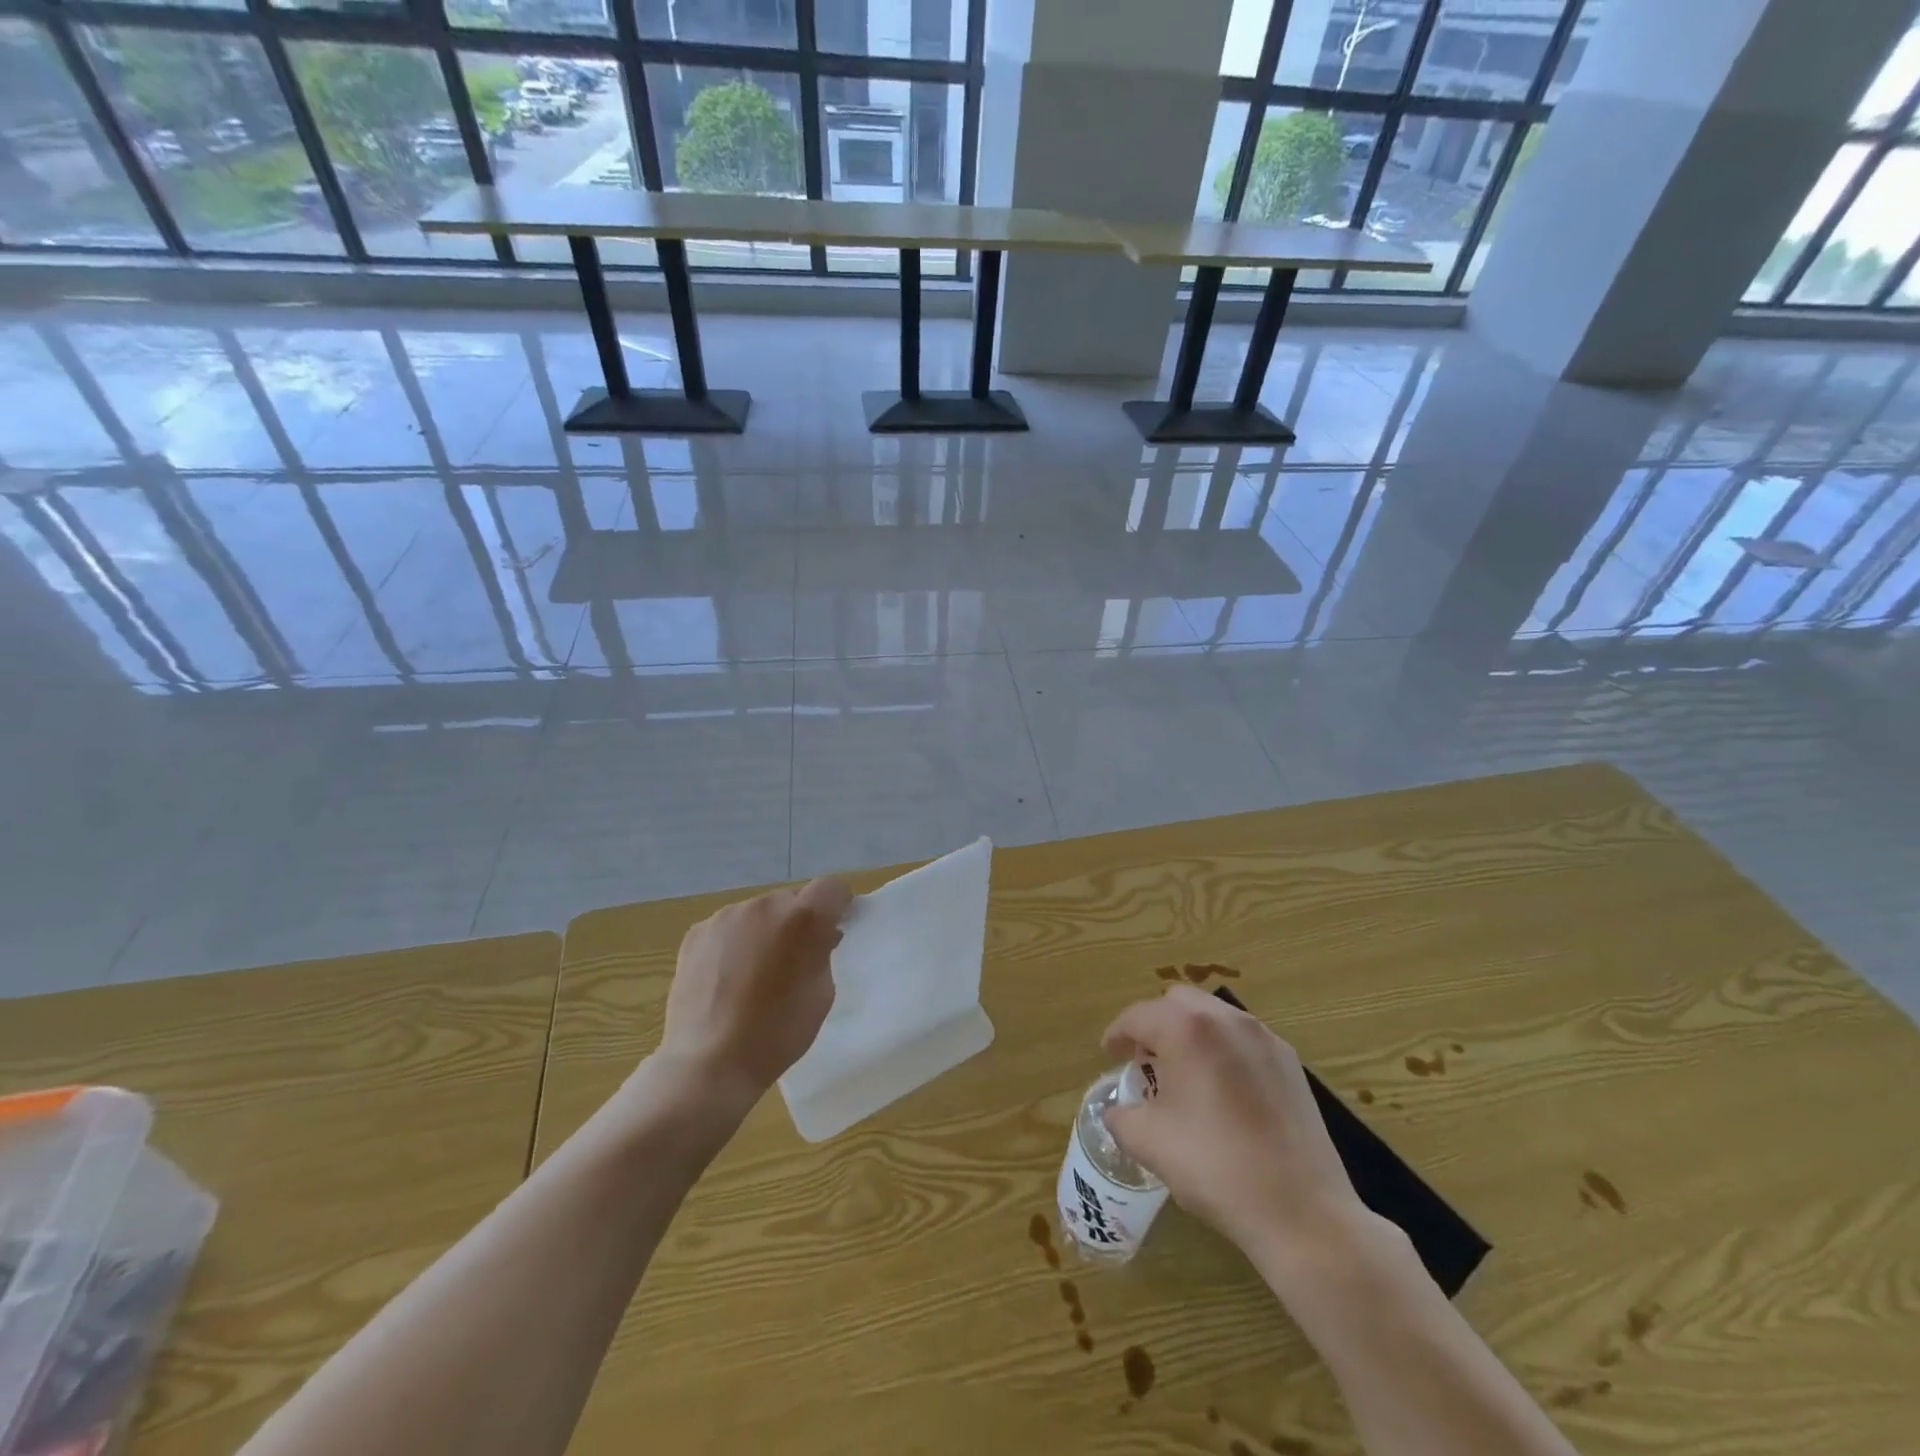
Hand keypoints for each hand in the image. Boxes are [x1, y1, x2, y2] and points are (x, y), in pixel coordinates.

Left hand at [659, 878, 851, 1103]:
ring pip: (758, 913)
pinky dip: (735, 943)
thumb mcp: (822, 993)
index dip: (838, 906)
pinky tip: (727, 978)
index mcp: (803, 919)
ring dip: (765, 931)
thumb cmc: (777, 1032)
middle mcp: (764, 905)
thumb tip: (819, 937)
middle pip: (792, 900)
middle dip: (798, 922)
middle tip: (793, 960)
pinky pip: (729, 928)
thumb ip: (823, 953)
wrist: (709, 1061)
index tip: (835, 930)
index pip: (832, 888)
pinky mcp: (697, 932)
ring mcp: (726, 916)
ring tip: (755, 973)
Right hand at [1102, 985, 1368, 1254]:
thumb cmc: (1216, 1168)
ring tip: (1183, 1074)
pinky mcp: (1291, 1063)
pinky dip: (1222, 1050)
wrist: (1302, 1212)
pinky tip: (1222, 1092)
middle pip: (1178, 1002)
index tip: (1108, 1053)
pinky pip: (1243, 1040)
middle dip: (1155, 1024)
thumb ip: (1121, 1117)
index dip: (1117, 1033)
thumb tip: (1116, 1111)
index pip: (1139, 1016)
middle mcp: (1226, 1019)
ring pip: (1214, 1016)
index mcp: (1186, 1029)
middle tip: (1144, 1061)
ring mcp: (1264, 1038)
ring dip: (1190, 1034)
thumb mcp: (1150, 1143)